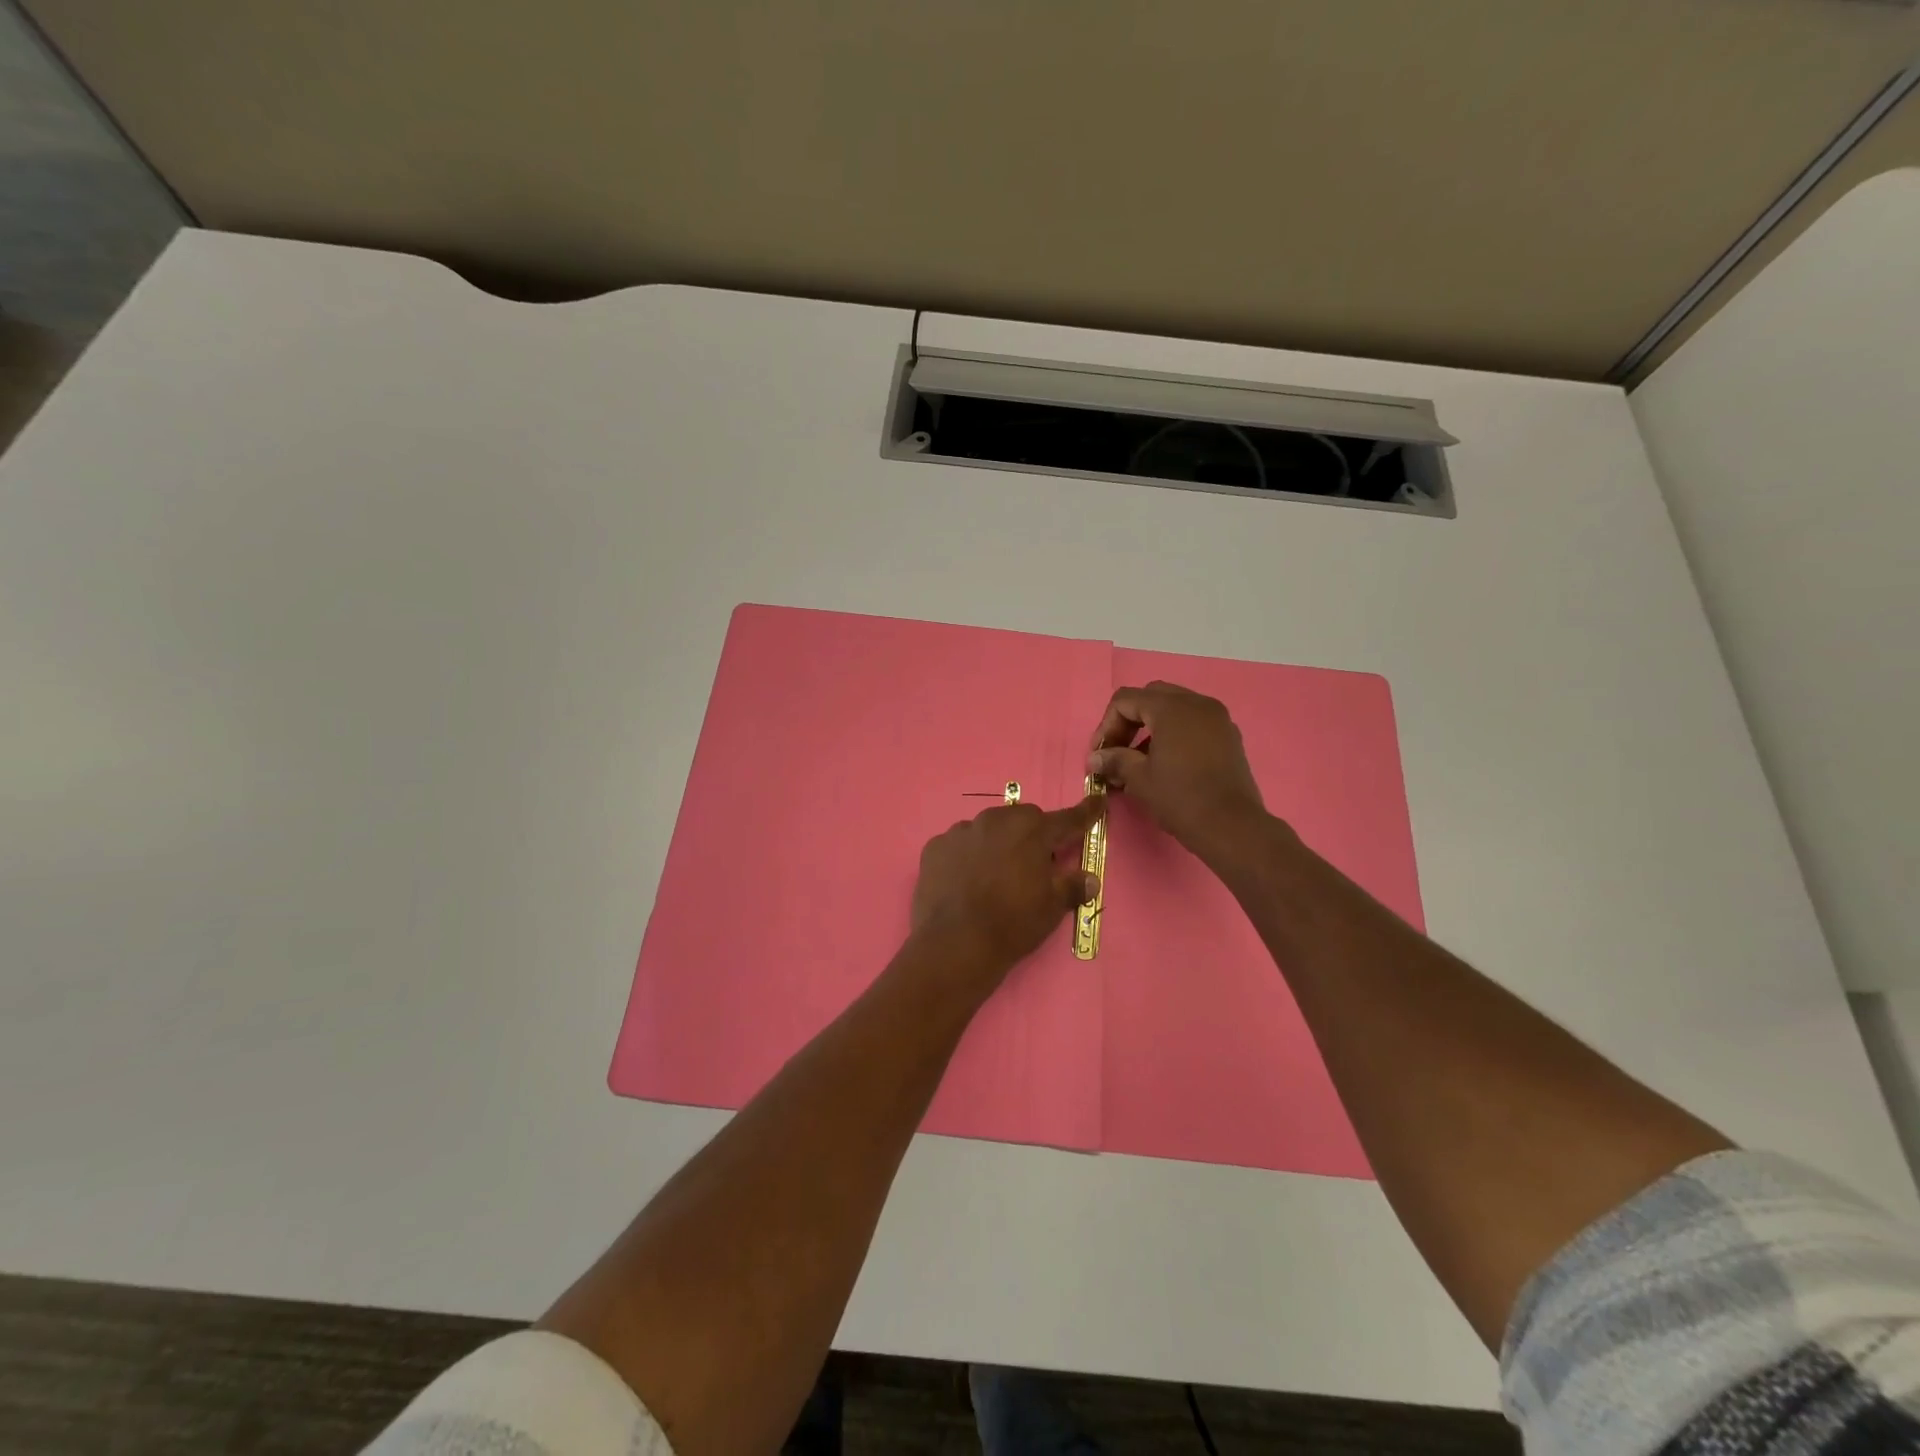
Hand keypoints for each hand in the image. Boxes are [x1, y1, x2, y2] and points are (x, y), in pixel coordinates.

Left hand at [911, 799, 1102, 979]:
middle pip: (1023, 820)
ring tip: (993, 877)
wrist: (955, 943)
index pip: (1067, 819)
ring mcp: (962, 830)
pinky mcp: (935, 846)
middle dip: (1032, 837)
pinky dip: (966, 857)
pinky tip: (965, 882)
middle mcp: (996, 820)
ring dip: (996, 844)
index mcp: (1032, 831)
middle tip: (1033, 866)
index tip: (1097, 801)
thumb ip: (1072, 887)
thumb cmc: (1012, 923)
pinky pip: (959, 845)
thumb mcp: (1051, 908)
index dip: (1085, 813)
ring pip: (988, 830)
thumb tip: (1089, 879)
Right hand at [1088, 681, 1267, 857]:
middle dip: (1129, 720)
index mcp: (1171, 708)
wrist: (1231, 826)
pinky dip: (1175, 733)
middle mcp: (1197, 703)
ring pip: (1175, 708)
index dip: (1106, 725)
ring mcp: (1217, 718)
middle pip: (1151, 697)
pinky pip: (1194, 722)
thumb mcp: (1139, 779)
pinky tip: (1166, 763)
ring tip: (1139, 761)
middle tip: (1118, 750)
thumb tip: (1095, 758)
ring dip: (1152, 727)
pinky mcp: (1228, 736)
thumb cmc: (1180, 798)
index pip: (1126, 700)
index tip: (1100, 754)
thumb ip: (1115, 760)